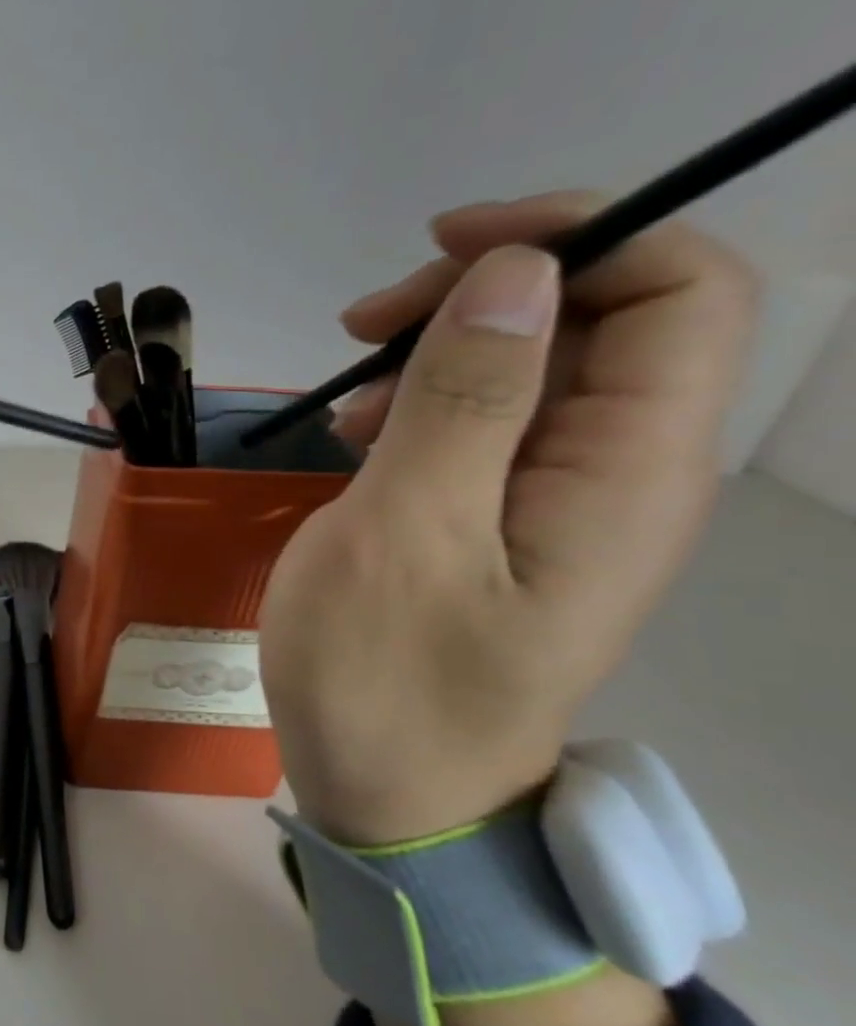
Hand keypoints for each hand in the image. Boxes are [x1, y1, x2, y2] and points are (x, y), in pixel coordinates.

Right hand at [261, 192, 757, 846]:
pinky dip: (422, 404)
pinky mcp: (505, 522)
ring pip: (536, 369)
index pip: (681, 290)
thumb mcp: (406, 533)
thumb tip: (514, 276)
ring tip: (344, 395)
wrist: (391, 791)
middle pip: (603, 318)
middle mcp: (619, 473)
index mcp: (626, 470)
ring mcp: (560, 501)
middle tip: (362, 326)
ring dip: (439, 351)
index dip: (578, 235)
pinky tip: (355, 436)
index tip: (445, 248)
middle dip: (482, 293)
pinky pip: (490, 425)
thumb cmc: (387, 674)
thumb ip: (465, 402)